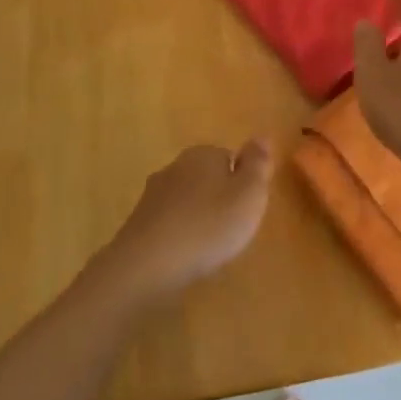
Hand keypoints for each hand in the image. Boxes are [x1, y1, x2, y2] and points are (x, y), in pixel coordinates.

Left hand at [106, 140, 273, 300]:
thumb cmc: (208, 226)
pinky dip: (179, 233)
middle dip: (218, 198)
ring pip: (186, 199)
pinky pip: (169, 221)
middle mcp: (176, 166)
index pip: (230, 157)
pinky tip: (185, 254)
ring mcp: (153, 193)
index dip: (242, 184)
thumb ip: (258, 164)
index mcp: (204, 154)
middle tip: (232, 229)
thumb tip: (261, 135)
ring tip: (209, 246)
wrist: (147, 264)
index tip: (247, 209)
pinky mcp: (139, 221)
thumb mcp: (249, 194)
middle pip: (207, 177)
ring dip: (198, 216)